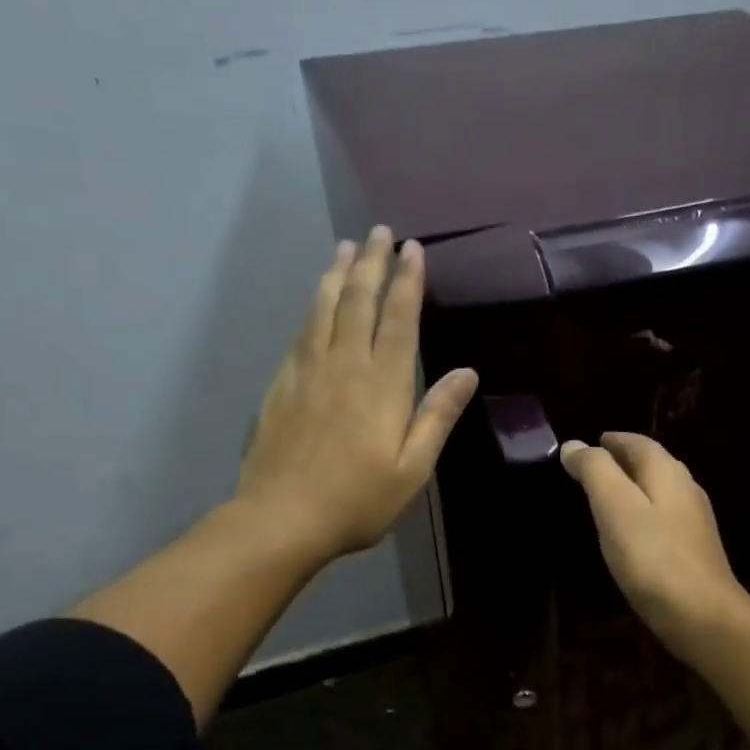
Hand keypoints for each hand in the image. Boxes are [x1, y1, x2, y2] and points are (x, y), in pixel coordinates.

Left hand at [235, 227, 477, 564]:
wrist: (281, 517)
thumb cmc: (358, 500)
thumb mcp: (412, 468)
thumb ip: (437, 416)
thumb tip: (467, 372)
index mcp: (382, 385)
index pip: (398, 319)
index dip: (407, 282)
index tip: (413, 249)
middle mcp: (344, 365)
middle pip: (358, 301)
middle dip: (372, 263)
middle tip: (378, 232)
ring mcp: (307, 372)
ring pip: (324, 309)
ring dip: (337, 274)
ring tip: (346, 247)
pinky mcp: (282, 384)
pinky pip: (301, 332)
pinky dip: (312, 306)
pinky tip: (315, 300)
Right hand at [560, 432, 749, 657]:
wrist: (701, 615)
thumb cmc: (652, 556)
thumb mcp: (614, 506)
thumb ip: (594, 471)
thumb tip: (574, 445)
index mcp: (667, 472)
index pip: (638, 443)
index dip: (612, 441)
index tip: (589, 445)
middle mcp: (686, 489)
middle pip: (652, 464)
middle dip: (623, 461)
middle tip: (593, 468)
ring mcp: (694, 521)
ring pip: (659, 491)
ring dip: (633, 487)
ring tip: (606, 496)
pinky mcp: (694, 550)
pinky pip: (662, 518)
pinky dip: (642, 513)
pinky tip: (630, 532)